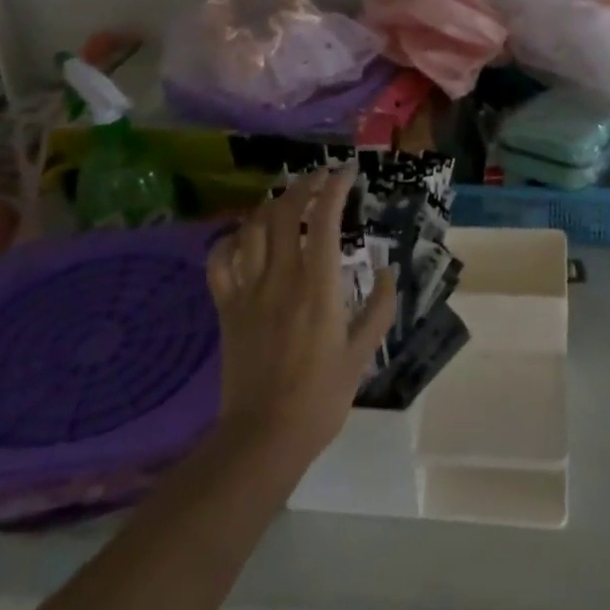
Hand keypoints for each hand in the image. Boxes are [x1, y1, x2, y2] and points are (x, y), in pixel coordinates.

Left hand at [207, 169, 396, 483]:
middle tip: (319, 178)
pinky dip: (229, 241)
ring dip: (269, 206)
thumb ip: (380, 309)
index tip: (346, 173)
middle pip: (284, 212)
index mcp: (318, 286)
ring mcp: (248, 290)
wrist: (264, 436)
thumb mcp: (362, 355)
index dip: (333, 188)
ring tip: (285, 200)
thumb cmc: (320, 397)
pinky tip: (243, 236)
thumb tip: (389, 272)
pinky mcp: (227, 308)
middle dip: (303, 185)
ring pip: (252, 229)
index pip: (323, 219)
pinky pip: (219, 262)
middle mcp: (281, 278)